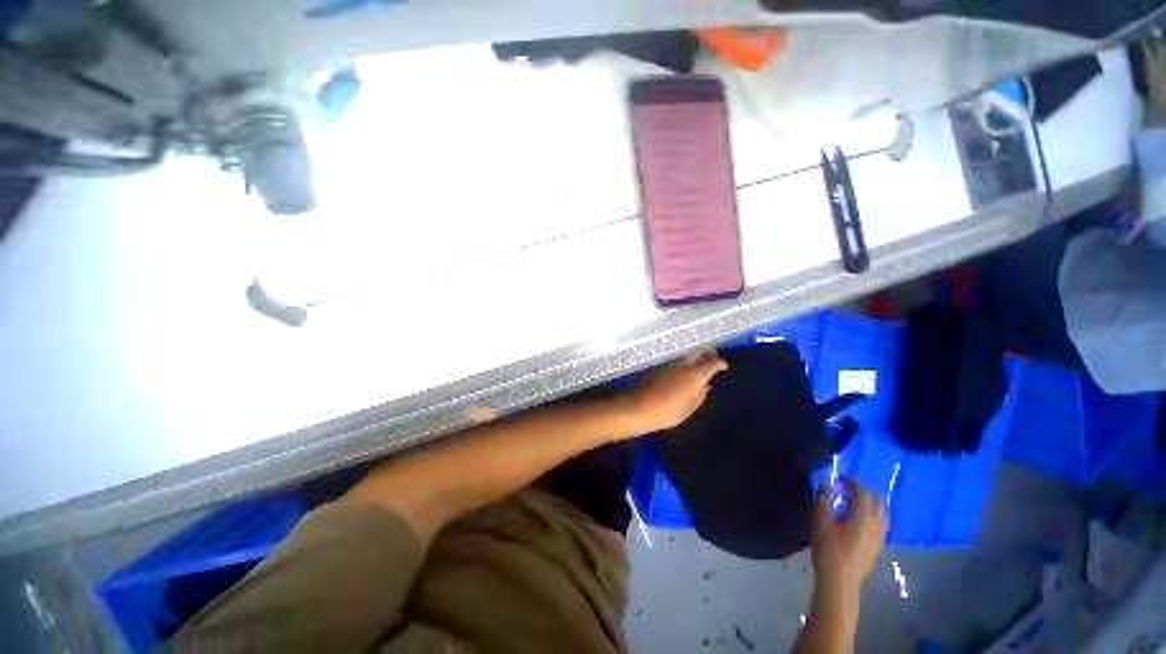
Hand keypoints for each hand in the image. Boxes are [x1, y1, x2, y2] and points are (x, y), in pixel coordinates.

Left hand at [621, 350, 727, 434]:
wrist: (637, 408)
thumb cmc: (666, 413)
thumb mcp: (688, 409)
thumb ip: (699, 397)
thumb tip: (706, 386)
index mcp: (694, 375)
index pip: (712, 362)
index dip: (720, 363)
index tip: (725, 366)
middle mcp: (682, 365)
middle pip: (698, 352)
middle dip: (708, 353)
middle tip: (714, 359)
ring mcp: (669, 364)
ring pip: (686, 356)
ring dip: (695, 358)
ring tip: (700, 369)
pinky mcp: (659, 368)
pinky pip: (676, 362)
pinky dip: (684, 364)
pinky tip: (684, 375)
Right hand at [811, 477, 888, 597]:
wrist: (840, 581)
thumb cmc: (828, 548)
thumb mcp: (821, 521)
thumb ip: (823, 499)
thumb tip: (824, 481)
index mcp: (863, 516)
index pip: (862, 491)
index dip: (851, 481)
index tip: (838, 478)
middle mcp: (877, 524)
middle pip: (876, 500)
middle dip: (862, 491)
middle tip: (845, 490)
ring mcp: (881, 536)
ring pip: (881, 513)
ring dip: (868, 504)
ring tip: (851, 504)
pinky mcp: (879, 546)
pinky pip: (880, 524)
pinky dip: (871, 516)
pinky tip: (857, 521)